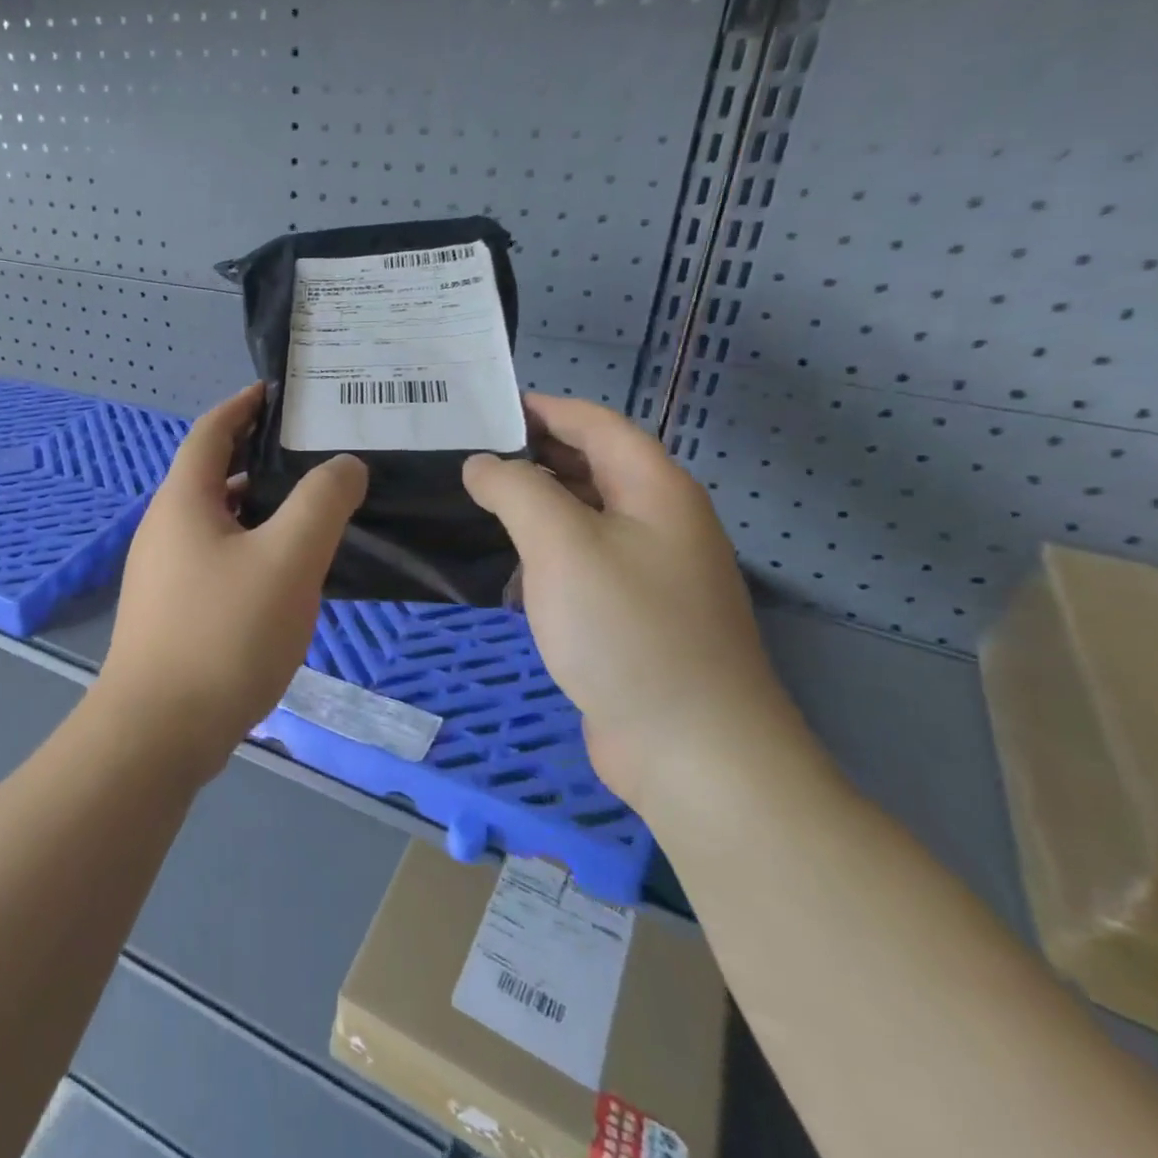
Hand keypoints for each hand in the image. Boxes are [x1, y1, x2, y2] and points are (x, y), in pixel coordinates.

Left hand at [97, 384, 367, 778]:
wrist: (159, 732)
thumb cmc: (224, 635)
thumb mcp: (288, 560)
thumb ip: (321, 503)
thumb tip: (344, 464)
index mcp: (183, 501)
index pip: (211, 431)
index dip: (244, 405)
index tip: (279, 394)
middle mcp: (164, 528)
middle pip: (211, 473)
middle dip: (258, 457)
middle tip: (314, 455)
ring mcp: (163, 572)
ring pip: (217, 521)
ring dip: (257, 507)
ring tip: (310, 511)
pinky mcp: (171, 610)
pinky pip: (216, 558)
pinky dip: (249, 547)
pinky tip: (283, 574)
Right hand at [463, 395, 800, 813]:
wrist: (691, 749)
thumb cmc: (625, 629)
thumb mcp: (561, 544)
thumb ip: (516, 489)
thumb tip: (482, 464)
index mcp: (655, 490)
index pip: (595, 424)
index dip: (542, 408)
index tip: (483, 408)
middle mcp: (660, 522)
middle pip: (592, 466)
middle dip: (532, 454)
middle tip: (465, 454)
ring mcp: (651, 572)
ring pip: (585, 517)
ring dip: (534, 505)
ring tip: (474, 503)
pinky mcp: (634, 616)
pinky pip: (582, 563)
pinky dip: (544, 552)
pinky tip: (507, 569)